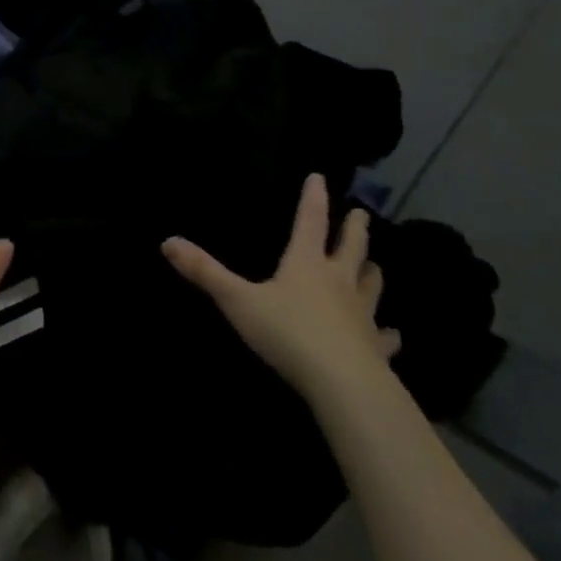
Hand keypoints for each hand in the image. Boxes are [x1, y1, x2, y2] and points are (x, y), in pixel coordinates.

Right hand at [162, 172, 398, 398]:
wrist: (343, 383)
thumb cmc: (288, 333)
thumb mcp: (238, 300)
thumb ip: (205, 272)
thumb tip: (167, 241)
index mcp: (306, 263)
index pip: (310, 221)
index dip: (313, 198)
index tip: (320, 177)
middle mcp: (338, 281)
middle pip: (351, 248)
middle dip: (355, 229)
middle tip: (361, 214)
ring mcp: (362, 315)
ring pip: (372, 285)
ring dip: (372, 271)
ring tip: (374, 265)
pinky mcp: (376, 348)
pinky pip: (384, 335)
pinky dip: (388, 332)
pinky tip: (392, 334)